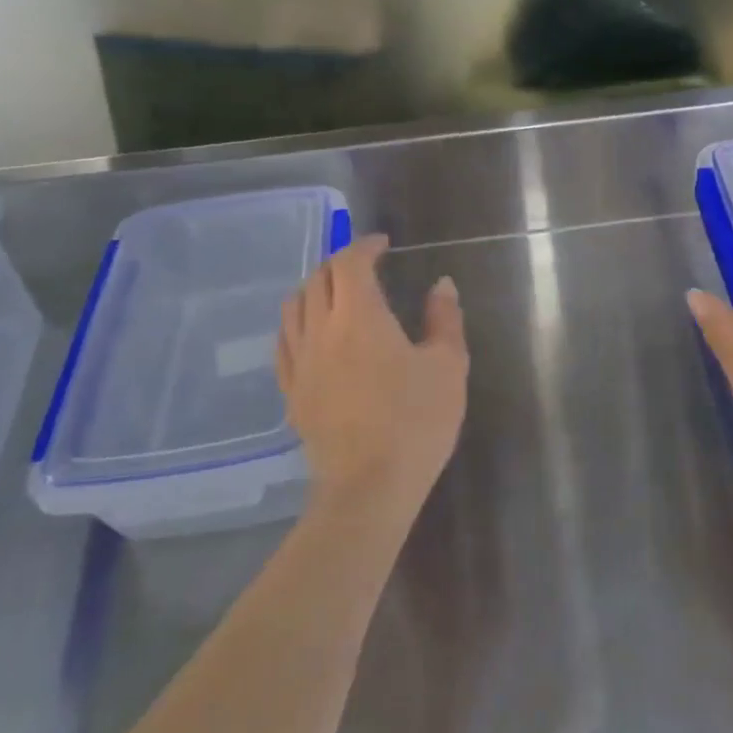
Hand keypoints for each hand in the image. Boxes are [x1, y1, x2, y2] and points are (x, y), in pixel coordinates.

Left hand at [277, 235, 468, 515]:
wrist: (369, 488)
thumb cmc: (416, 422)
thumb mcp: (448, 366)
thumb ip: (444, 319)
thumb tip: (441, 285)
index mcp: (359, 316)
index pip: (350, 263)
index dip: (365, 246)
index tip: (383, 244)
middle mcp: (321, 330)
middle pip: (318, 279)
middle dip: (340, 263)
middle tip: (365, 266)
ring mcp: (300, 362)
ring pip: (293, 307)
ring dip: (314, 288)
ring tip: (336, 294)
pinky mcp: (291, 392)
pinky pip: (284, 343)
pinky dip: (297, 323)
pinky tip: (311, 333)